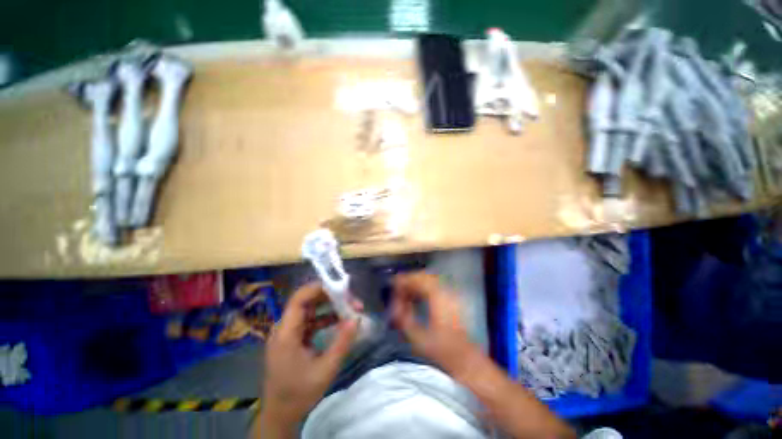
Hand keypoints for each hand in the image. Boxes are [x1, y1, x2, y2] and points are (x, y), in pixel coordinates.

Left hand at [259, 282, 358, 434]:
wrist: (280, 415)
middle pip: (307, 301)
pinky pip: (311, 321)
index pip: (299, 299)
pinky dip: (326, 318)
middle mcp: (285, 328)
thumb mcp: (325, 370)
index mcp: (286, 334)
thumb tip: (357, 319)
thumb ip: (342, 343)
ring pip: (311, 309)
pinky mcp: (294, 338)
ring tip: (350, 308)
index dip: (318, 288)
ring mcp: (289, 333)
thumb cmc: (299, 394)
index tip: (340, 286)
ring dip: (330, 306)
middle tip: (351, 299)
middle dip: (330, 296)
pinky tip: (341, 320)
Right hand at [390, 272, 479, 376]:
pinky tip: (417, 297)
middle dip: (409, 279)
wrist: (465, 359)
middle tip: (397, 287)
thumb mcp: (417, 337)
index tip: (393, 283)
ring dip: (416, 283)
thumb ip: (403, 318)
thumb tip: (395, 304)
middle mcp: (446, 292)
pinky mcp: (453, 299)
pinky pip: (435, 285)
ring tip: (404, 292)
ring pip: (430, 280)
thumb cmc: (440, 351)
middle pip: (425, 276)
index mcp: (438, 298)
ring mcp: (451, 294)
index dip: (405, 279)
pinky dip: (424, 287)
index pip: (419, 280)